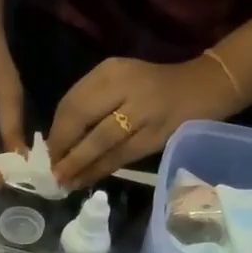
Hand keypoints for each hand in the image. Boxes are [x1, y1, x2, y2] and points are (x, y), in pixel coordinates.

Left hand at [49, 55, 237, 188]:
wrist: (203, 87)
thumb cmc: (152, 88)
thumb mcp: (119, 82)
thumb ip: (91, 104)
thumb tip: (59, 141)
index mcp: (111, 70)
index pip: (72, 103)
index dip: (57, 132)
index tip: (48, 152)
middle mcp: (125, 86)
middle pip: (82, 121)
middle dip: (63, 150)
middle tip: (53, 171)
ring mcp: (142, 110)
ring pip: (100, 142)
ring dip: (78, 166)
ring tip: (64, 182)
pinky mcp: (155, 135)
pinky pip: (120, 157)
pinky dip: (100, 171)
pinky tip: (86, 181)